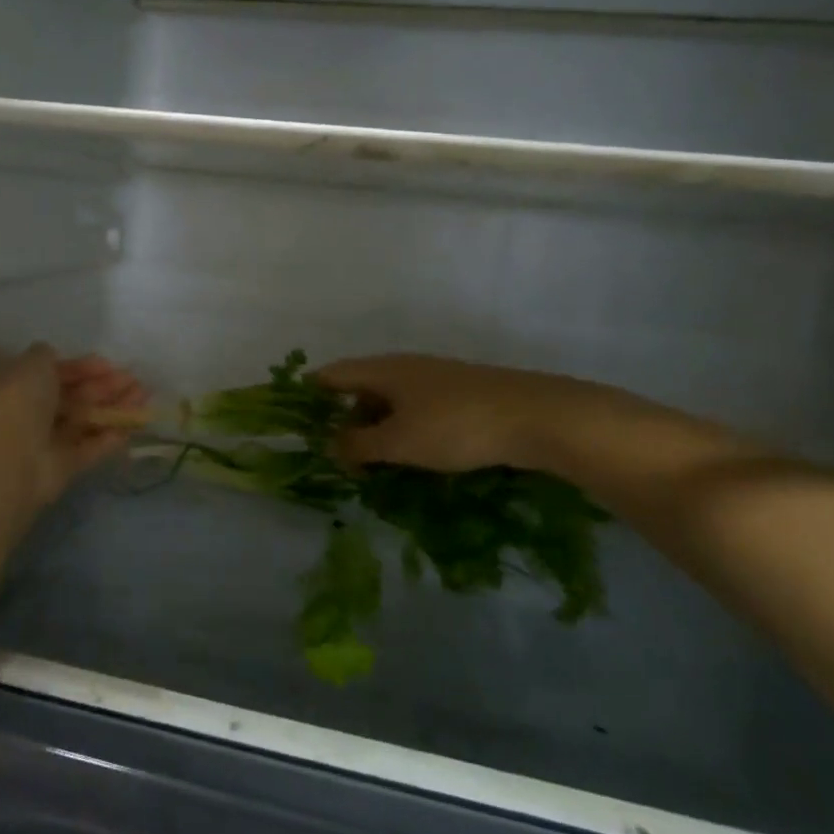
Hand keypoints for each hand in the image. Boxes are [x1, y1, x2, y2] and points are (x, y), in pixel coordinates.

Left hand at [0, 344, 147, 510]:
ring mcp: (45, 443)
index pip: (52, 373)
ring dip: (114, 408)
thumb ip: (46, 357)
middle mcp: (29, 413)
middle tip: (134, 379)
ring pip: (84, 421)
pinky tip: (134, 424)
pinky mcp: (61, 469)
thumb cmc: (17, 401)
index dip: (80, 367)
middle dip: (104, 386)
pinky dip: (110, 437)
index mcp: (16, 385)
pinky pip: (89, 449)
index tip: (107, 363)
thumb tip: (53, 356)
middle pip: (72, 397)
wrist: (7, 458)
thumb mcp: (32, 364)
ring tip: (144, 396)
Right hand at [316, 354, 604, 473]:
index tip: (297, 421)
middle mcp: (405, 367)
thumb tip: (330, 445)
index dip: (310, 394)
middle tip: (343, 460)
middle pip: (361, 389)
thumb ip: (358, 445)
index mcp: (383, 370)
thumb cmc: (455, 426)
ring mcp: (435, 379)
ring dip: (378, 430)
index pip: (332, 375)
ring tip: (377, 466)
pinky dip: (405, 431)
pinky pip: (417, 410)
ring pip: (391, 401)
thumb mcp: (398, 442)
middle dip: (347, 422)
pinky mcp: (460, 395)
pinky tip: (414, 458)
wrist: (535, 417)